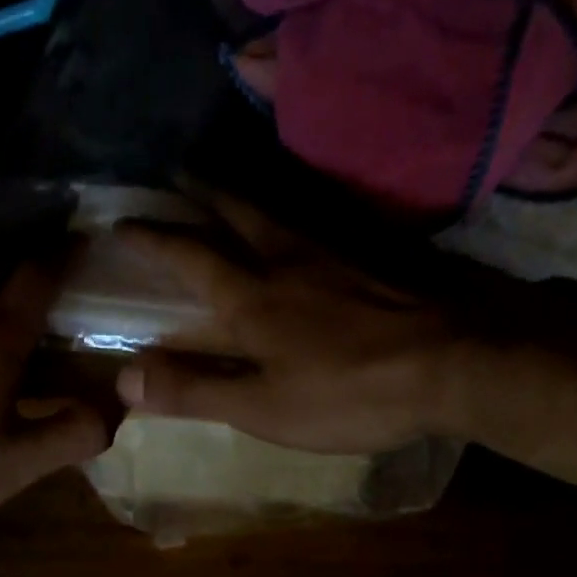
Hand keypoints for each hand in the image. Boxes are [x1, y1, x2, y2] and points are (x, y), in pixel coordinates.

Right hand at [114, 188, 457, 453]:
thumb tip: (123, 379)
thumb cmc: (349, 392)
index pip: (188, 256)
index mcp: (252, 296)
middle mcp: (287, 259)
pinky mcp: (376, 255)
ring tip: (230, 185)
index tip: (121, 220)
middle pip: (236, 210)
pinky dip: (298, 210)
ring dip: (246, 193)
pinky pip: (324, 220)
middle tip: (178, 169)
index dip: (151, 238)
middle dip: (201, 189)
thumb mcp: (262, 407)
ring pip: (280, 209)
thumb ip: (194, 390)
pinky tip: (305, 221)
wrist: (455, 365)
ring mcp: (337, 251)